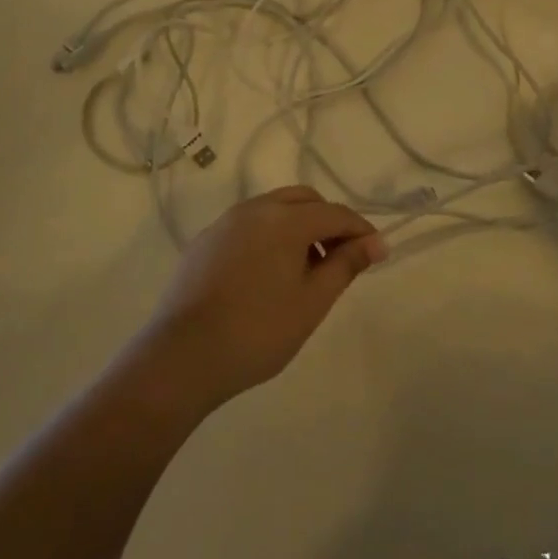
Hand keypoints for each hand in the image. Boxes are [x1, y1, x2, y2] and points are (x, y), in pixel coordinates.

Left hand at [136, 186, 386, 412]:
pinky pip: (247, 225)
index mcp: (285, 220)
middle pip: (304, 200)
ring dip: (298, 226)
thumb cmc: (258, 331)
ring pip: (273, 208)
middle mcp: (255, 209)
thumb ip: (346, 265)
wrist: (181, 358)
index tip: (376, 253)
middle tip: (340, 258)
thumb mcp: (312, 302)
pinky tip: (266, 274)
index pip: (335, 214)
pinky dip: (269, 236)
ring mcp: (225, 223)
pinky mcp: (204, 242)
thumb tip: (376, 243)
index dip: (360, 231)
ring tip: (305, 269)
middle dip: (328, 221)